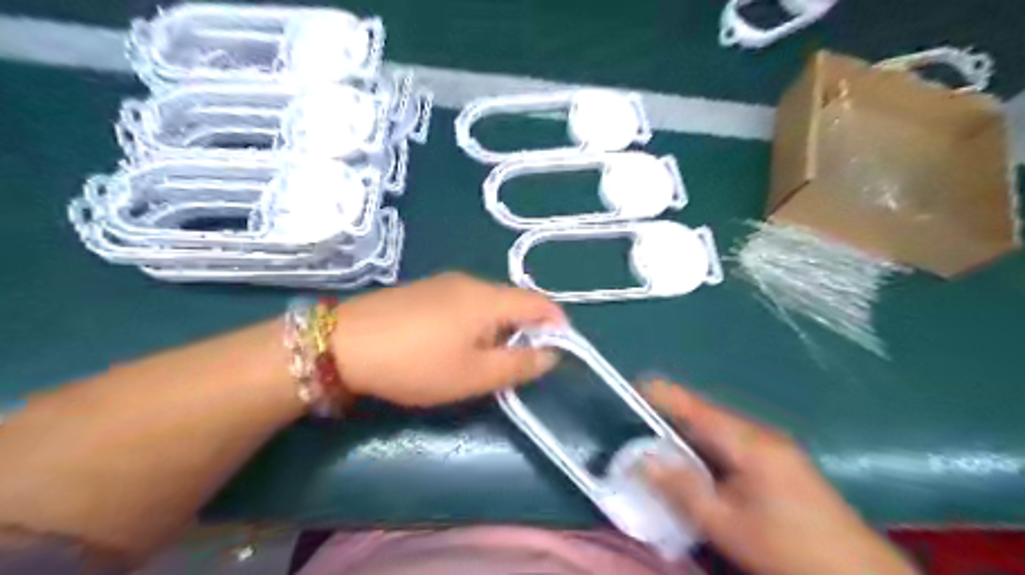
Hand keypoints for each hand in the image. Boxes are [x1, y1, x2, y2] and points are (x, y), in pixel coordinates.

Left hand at [331, 271, 562, 404]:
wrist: (342, 343)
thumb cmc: (416, 363)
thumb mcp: (473, 375)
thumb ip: (518, 365)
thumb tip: (551, 354)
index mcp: (489, 299)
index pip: (539, 302)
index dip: (557, 324)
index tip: (560, 351)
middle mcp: (471, 282)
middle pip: (514, 301)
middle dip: (526, 330)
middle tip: (517, 364)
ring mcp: (444, 283)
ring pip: (488, 302)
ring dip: (499, 327)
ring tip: (485, 358)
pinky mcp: (424, 289)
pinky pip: (464, 302)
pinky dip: (475, 322)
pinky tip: (454, 344)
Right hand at [638, 383, 921, 573]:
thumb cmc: (789, 548)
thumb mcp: (727, 524)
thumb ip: (681, 489)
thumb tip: (640, 459)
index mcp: (746, 440)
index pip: (691, 404)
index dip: (657, 393)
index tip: (625, 389)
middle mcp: (757, 432)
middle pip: (700, 414)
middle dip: (665, 417)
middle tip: (632, 428)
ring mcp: (770, 445)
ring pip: (714, 430)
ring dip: (684, 435)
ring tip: (654, 446)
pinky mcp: (776, 460)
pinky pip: (728, 443)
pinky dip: (703, 449)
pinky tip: (693, 468)